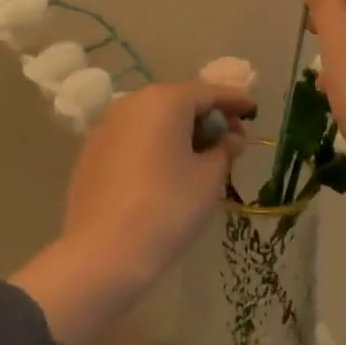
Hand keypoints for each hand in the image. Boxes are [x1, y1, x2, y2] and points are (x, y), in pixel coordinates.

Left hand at [62, 83, 253, 281]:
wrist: (103, 252)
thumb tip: (232, 137)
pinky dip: (154, 143)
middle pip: (178, 101)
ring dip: (179, 129)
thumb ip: (225, 150)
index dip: (234, 100)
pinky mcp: (92, 150)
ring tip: (201, 154)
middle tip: (230, 136)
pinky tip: (166, 168)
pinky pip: (133, 136)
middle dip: (206, 116)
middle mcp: (133, 102)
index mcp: (165, 100)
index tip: (253, 108)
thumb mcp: (208, 179)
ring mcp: (107, 125)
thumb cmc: (167, 207)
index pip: (208, 92)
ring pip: (153, 118)